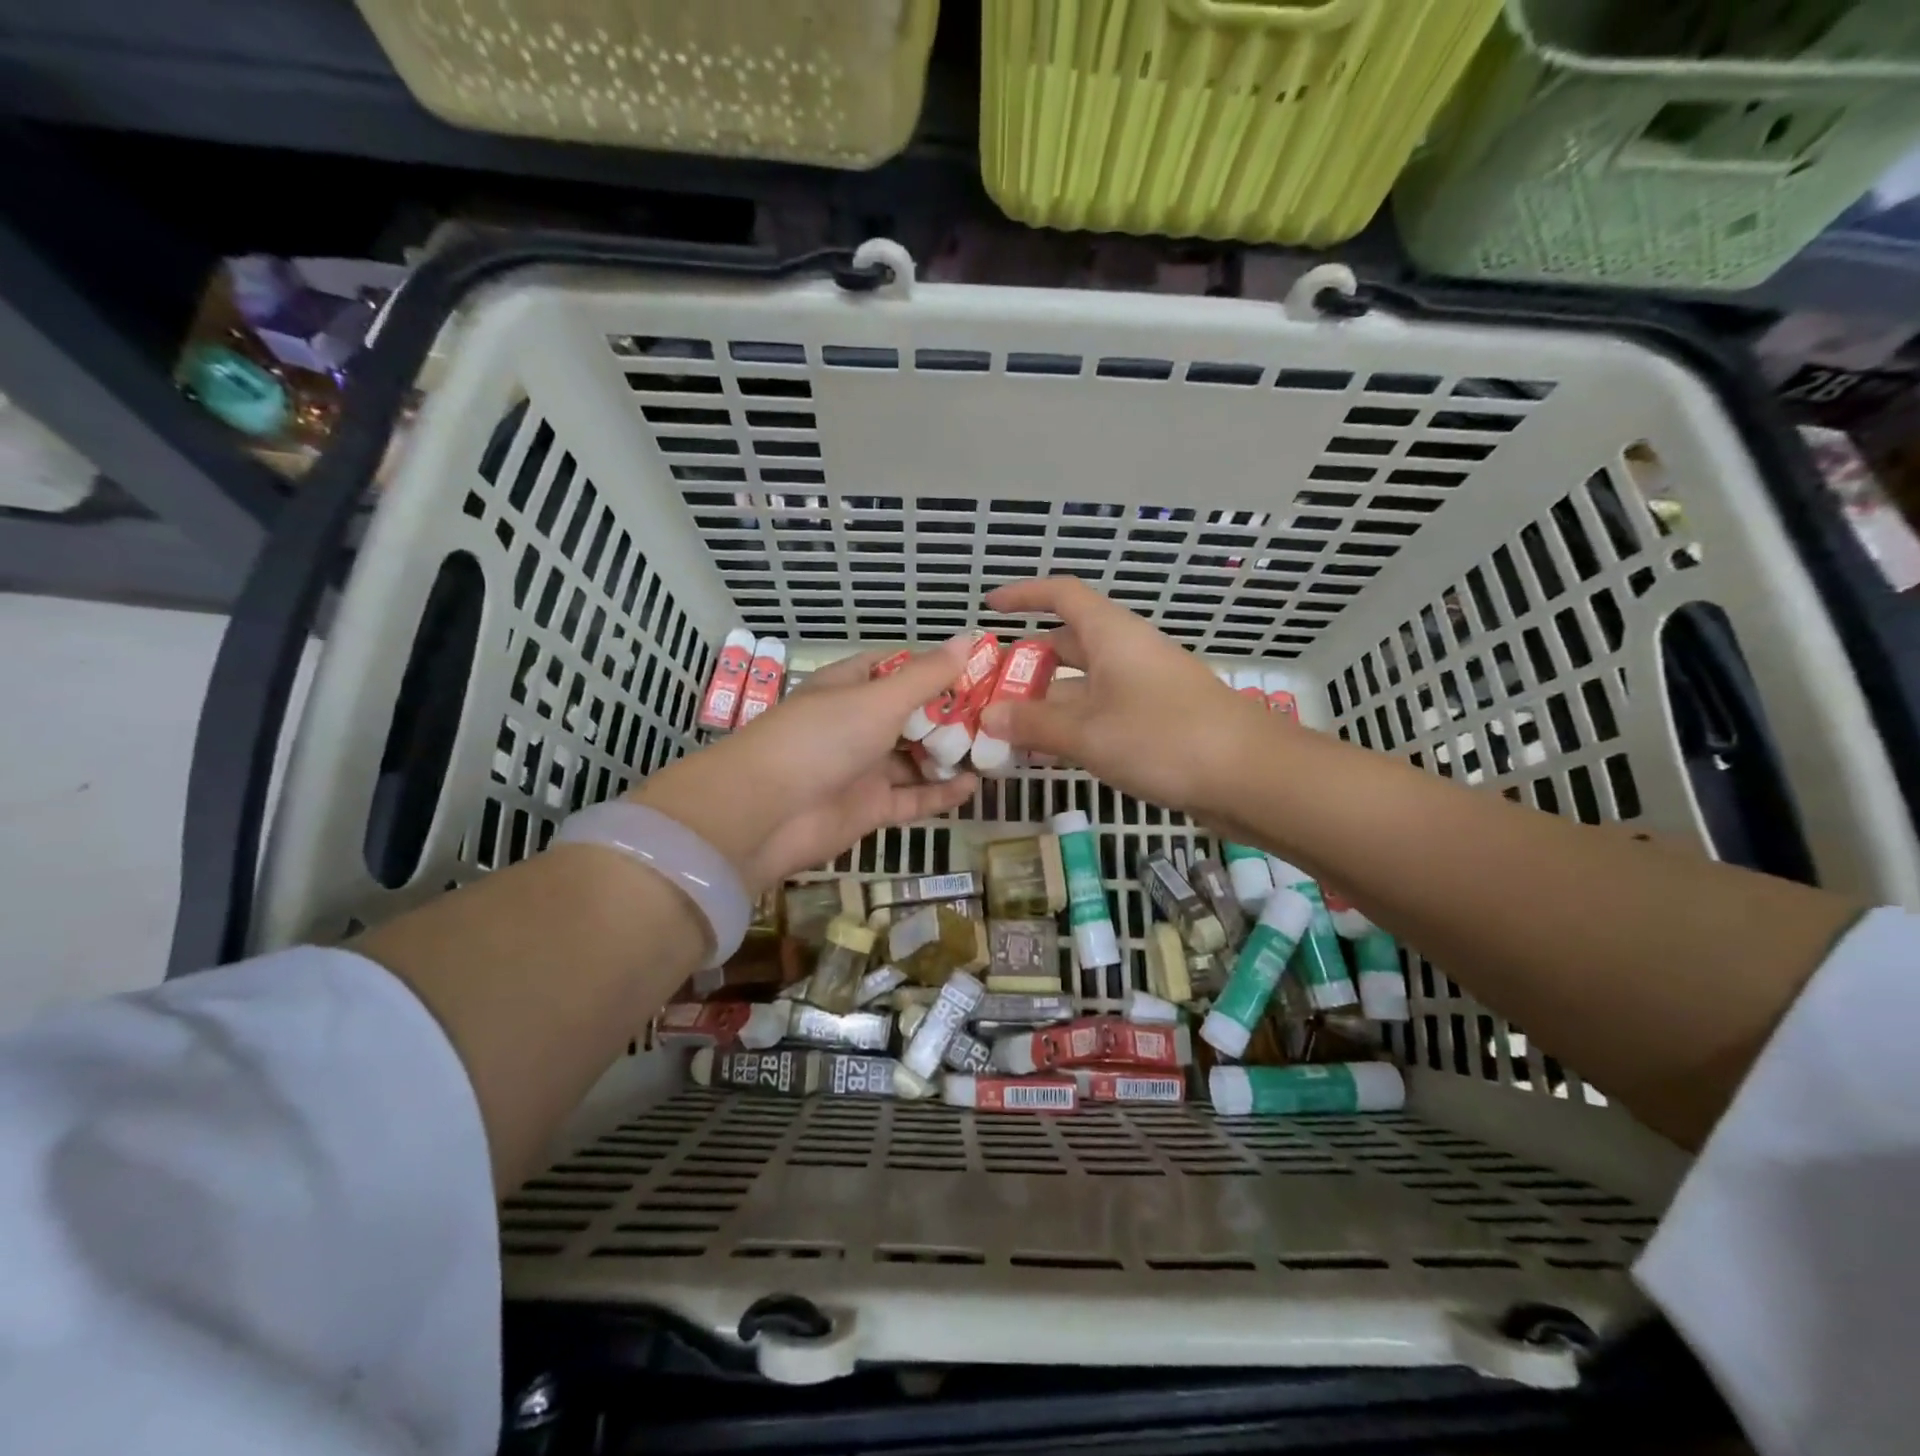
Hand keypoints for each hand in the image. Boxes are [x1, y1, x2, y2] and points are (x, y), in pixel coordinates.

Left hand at [631, 637, 978, 892]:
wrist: (766, 813)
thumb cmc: (822, 739)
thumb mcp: (879, 699)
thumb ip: (927, 675)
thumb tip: (969, 636)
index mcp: (850, 687)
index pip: (897, 668)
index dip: (935, 667)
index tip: (979, 669)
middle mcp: (856, 725)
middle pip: (912, 716)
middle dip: (952, 716)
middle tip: (1001, 714)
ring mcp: (862, 768)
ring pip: (915, 758)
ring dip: (950, 755)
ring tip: (996, 750)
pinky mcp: (869, 808)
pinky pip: (913, 798)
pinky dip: (941, 792)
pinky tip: (974, 785)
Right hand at [977, 577, 1276, 817]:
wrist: (1250, 777)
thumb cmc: (1163, 738)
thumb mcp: (1088, 732)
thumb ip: (1033, 723)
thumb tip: (988, 716)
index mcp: (1111, 635)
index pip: (1061, 595)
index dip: (1024, 595)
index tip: (989, 608)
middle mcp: (1126, 653)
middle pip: (1067, 645)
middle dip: (1026, 665)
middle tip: (987, 691)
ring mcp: (1143, 688)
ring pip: (1082, 686)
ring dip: (1045, 704)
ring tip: (1004, 731)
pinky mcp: (1156, 721)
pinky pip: (1101, 713)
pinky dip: (1071, 727)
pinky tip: (1047, 754)